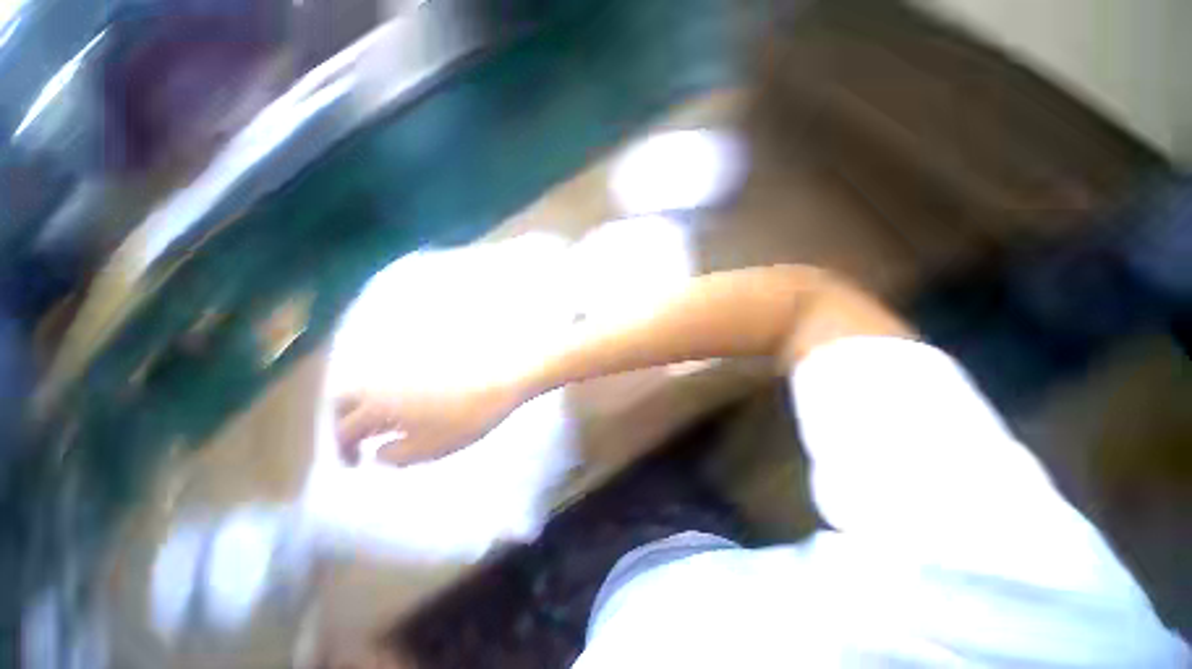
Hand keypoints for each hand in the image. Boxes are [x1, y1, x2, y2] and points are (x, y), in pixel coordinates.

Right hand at [334, 381, 526, 466]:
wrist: (500, 382)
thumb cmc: (464, 418)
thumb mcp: (427, 448)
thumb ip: (394, 455)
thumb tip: (377, 451)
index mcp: (378, 403)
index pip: (343, 428)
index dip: (342, 450)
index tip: (354, 463)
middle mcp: (382, 380)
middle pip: (344, 399)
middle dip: (342, 422)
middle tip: (358, 442)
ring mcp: (403, 366)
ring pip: (366, 386)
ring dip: (363, 406)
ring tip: (382, 426)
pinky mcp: (421, 361)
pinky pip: (389, 378)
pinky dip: (384, 394)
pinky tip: (403, 406)